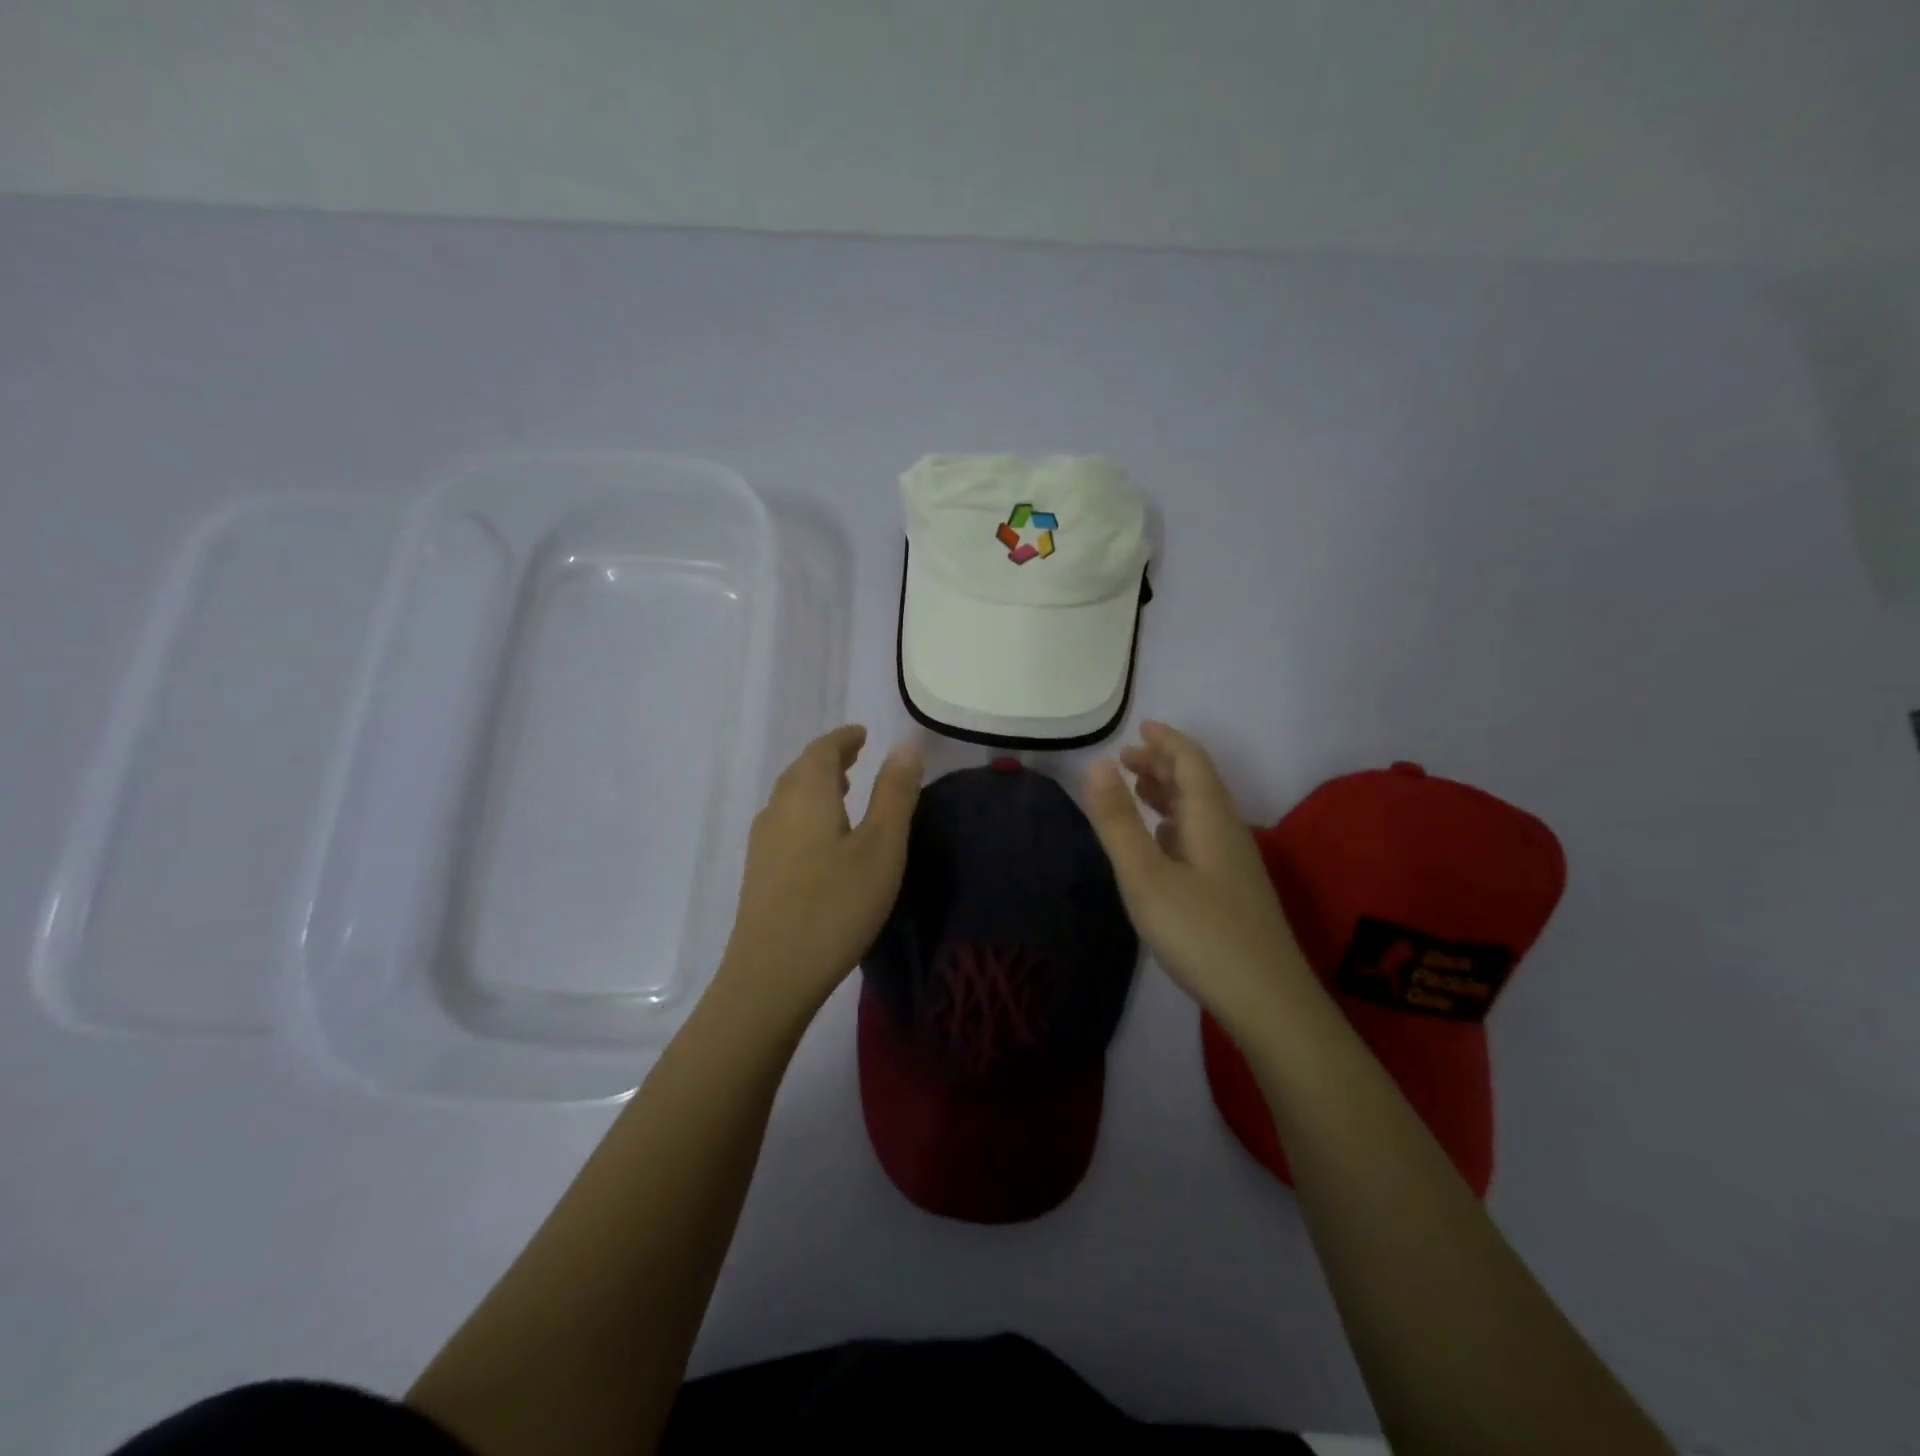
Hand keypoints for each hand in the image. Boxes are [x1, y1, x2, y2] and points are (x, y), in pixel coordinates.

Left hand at [716, 725, 923, 1026]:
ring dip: (817, 786)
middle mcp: (778, 808)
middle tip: (858, 758)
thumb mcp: (881, 847)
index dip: (844, 738)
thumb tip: (906, 744)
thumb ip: (894, 793)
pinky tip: (824, 838)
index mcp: (807, 794)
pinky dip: (808, 811)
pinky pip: (785, 821)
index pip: (822, 749)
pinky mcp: (759, 872)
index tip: (863, 734)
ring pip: (791, 797)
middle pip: (802, 770)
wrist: (772, 974)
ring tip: (846, 791)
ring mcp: (763, 842)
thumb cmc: (836, 905)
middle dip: (830, 759)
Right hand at [1083, 721, 1310, 1034]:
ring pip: (1200, 812)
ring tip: (1136, 789)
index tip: (1139, 727)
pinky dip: (1176, 824)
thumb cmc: (1200, 933)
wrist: (1266, 1001)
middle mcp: (1227, 832)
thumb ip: (1118, 821)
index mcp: (1210, 819)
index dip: (1166, 741)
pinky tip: (1161, 841)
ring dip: (1168, 793)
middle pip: (1197, 783)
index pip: (1191, 762)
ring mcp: (1234, 864)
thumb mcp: (1146, 876)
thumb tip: (1095, 764)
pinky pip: (1202, 837)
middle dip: (1163, 765)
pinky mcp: (1233, 890)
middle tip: (1125, 758)